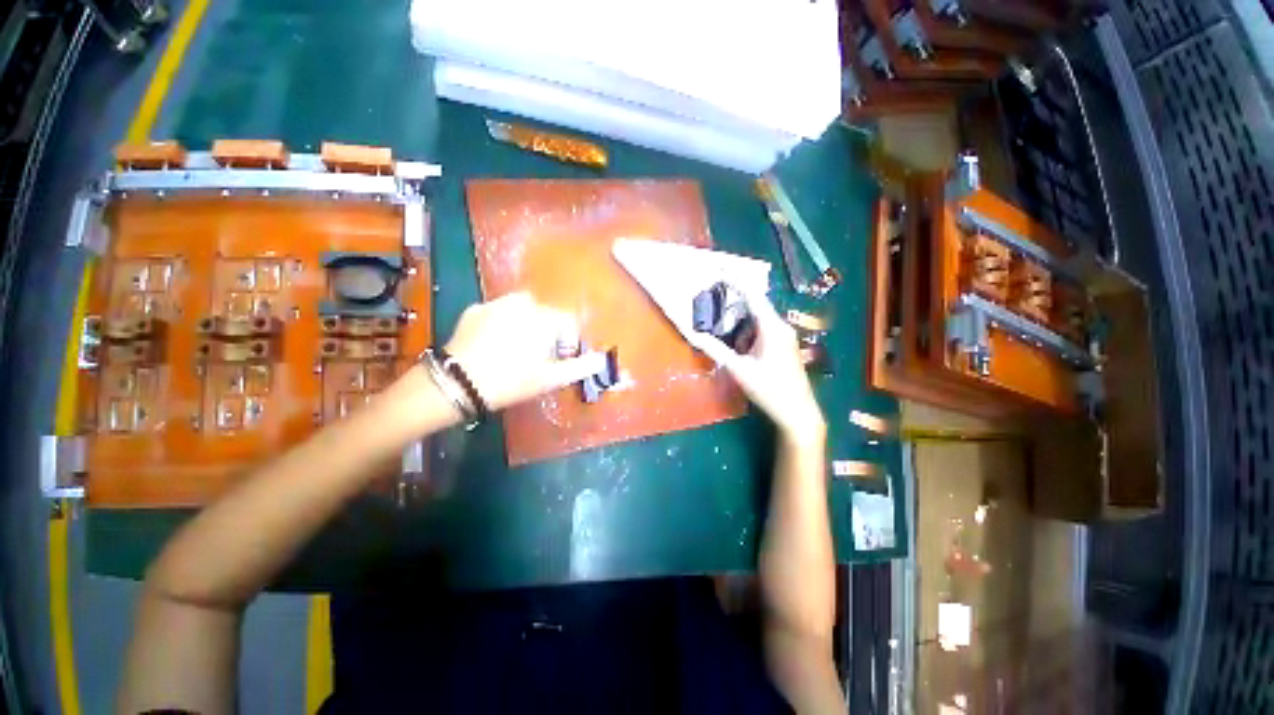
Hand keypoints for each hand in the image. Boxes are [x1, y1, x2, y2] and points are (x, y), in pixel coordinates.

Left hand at [444, 292, 597, 410]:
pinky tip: (494, 342)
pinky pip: (498, 311)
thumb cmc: (512, 381)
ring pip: (522, 308)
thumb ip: (581, 366)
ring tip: (517, 346)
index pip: (569, 321)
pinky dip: (502, 322)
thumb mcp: (551, 378)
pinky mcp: (475, 309)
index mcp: (545, 318)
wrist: (458, 383)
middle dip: (548, 331)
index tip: (561, 358)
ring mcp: (496, 303)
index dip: (569, 341)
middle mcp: (523, 303)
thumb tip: (603, 359)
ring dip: (526, 322)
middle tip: (539, 355)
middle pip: (546, 313)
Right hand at [687, 289, 825, 444]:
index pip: (752, 295)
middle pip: (754, 304)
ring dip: (739, 319)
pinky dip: (746, 330)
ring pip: (757, 318)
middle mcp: (780, 326)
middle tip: (710, 298)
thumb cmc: (770, 390)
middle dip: (732, 300)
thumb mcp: (739, 370)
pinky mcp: (783, 346)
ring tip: (718, 322)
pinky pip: (761, 329)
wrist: (798, 412)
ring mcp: (784, 336)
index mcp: (772, 327)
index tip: (717, 269)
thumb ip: (716, 350)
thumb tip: (695, 334)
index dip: (734, 280)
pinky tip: (736, 344)